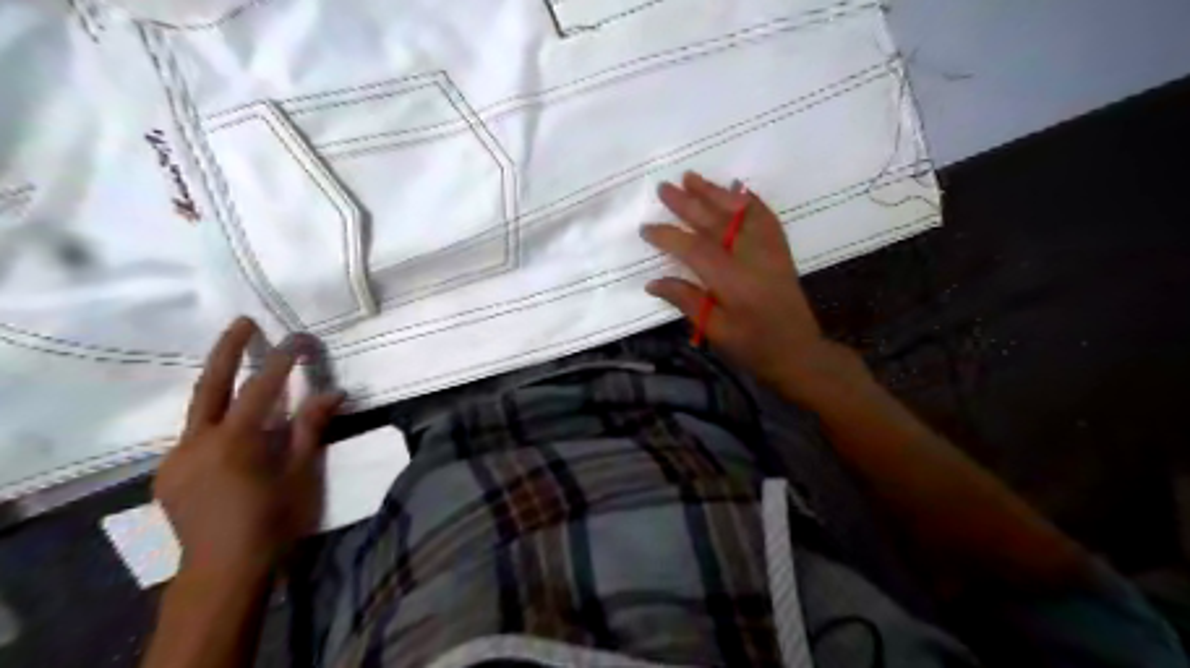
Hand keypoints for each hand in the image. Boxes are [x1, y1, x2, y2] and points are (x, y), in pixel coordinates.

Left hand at [155, 318, 344, 577]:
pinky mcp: (167, 474)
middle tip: (242, 321)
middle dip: (227, 349)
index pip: (260, 387)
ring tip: (245, 376)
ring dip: (223, 387)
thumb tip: (334, 392)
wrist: (224, 571)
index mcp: (234, 442)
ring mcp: (175, 458)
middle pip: (210, 385)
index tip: (301, 338)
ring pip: (199, 411)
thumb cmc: (273, 521)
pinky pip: (193, 436)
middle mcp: (196, 442)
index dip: (282, 359)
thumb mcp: (300, 473)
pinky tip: (233, 432)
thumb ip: (311, 428)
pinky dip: (215, 422)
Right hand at [648, 171, 861, 400]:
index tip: (646, 229)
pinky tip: (736, 189)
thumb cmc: (753, 347)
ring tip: (691, 177)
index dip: (668, 236)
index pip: (695, 249)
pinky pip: (765, 217)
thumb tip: (653, 283)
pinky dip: (750, 200)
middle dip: (688, 203)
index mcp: (733, 281)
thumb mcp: (715, 331)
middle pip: (716, 222)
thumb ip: (687, 301)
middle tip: (664, 187)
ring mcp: (770, 250)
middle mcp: (753, 257)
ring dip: (715, 192)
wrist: (799, 352)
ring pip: (740, 212)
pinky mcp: (780, 250)